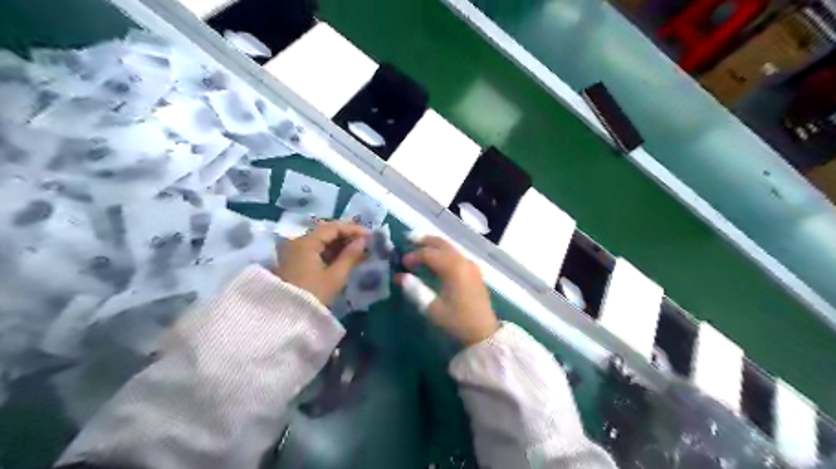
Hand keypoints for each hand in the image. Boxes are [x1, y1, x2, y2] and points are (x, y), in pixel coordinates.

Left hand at [277, 221, 368, 305]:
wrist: (287, 319)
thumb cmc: (314, 295)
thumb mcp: (336, 276)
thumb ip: (351, 255)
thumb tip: (364, 241)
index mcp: (306, 242)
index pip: (332, 227)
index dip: (353, 229)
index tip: (371, 236)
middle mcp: (298, 242)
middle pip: (325, 232)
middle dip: (347, 235)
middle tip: (366, 242)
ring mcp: (294, 251)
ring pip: (321, 241)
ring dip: (340, 244)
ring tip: (358, 250)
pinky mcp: (295, 261)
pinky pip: (315, 250)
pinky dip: (330, 251)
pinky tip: (344, 257)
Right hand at [396, 237, 494, 346]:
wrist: (484, 332)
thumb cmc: (457, 321)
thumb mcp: (433, 308)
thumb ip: (415, 290)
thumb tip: (400, 277)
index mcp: (453, 268)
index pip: (429, 254)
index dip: (414, 256)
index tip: (402, 263)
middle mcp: (463, 261)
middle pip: (442, 244)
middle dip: (424, 241)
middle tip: (408, 240)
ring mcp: (471, 265)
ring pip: (450, 248)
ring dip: (434, 246)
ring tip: (418, 248)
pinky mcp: (474, 272)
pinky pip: (456, 256)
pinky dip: (443, 254)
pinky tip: (434, 262)